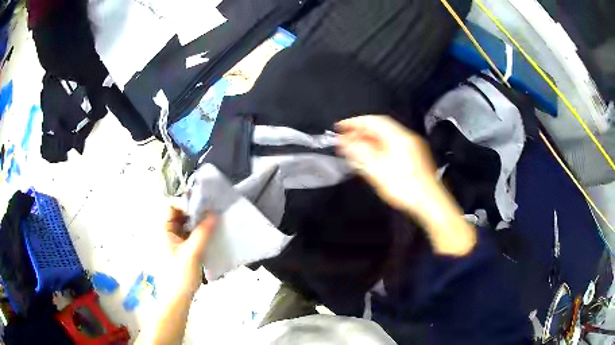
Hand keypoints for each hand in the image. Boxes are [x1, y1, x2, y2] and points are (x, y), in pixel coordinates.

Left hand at [163, 207, 217, 296]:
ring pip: (185, 223)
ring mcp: (173, 240)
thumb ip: (203, 233)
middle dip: (194, 209)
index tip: (204, 199)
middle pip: (179, 213)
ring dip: (197, 220)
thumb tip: (214, 214)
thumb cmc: (180, 275)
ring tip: (213, 216)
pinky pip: (189, 233)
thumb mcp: (192, 253)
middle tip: (211, 206)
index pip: (172, 206)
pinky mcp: (181, 248)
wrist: (178, 298)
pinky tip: (210, 230)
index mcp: (163, 230)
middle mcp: (166, 232)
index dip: (186, 201)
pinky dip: (198, 230)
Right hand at [336, 115, 436, 213]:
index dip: (355, 122)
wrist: (430, 202)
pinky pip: (392, 145)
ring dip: (369, 139)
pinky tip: (370, 155)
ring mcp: (412, 146)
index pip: (374, 121)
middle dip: (361, 131)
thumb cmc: (404, 187)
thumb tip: (345, 141)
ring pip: (387, 137)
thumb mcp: (378, 170)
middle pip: (380, 127)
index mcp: (399, 137)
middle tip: (344, 138)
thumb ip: (360, 153)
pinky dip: (378, 146)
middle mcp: (407, 137)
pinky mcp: (414, 156)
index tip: (339, 127)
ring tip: (353, 147)